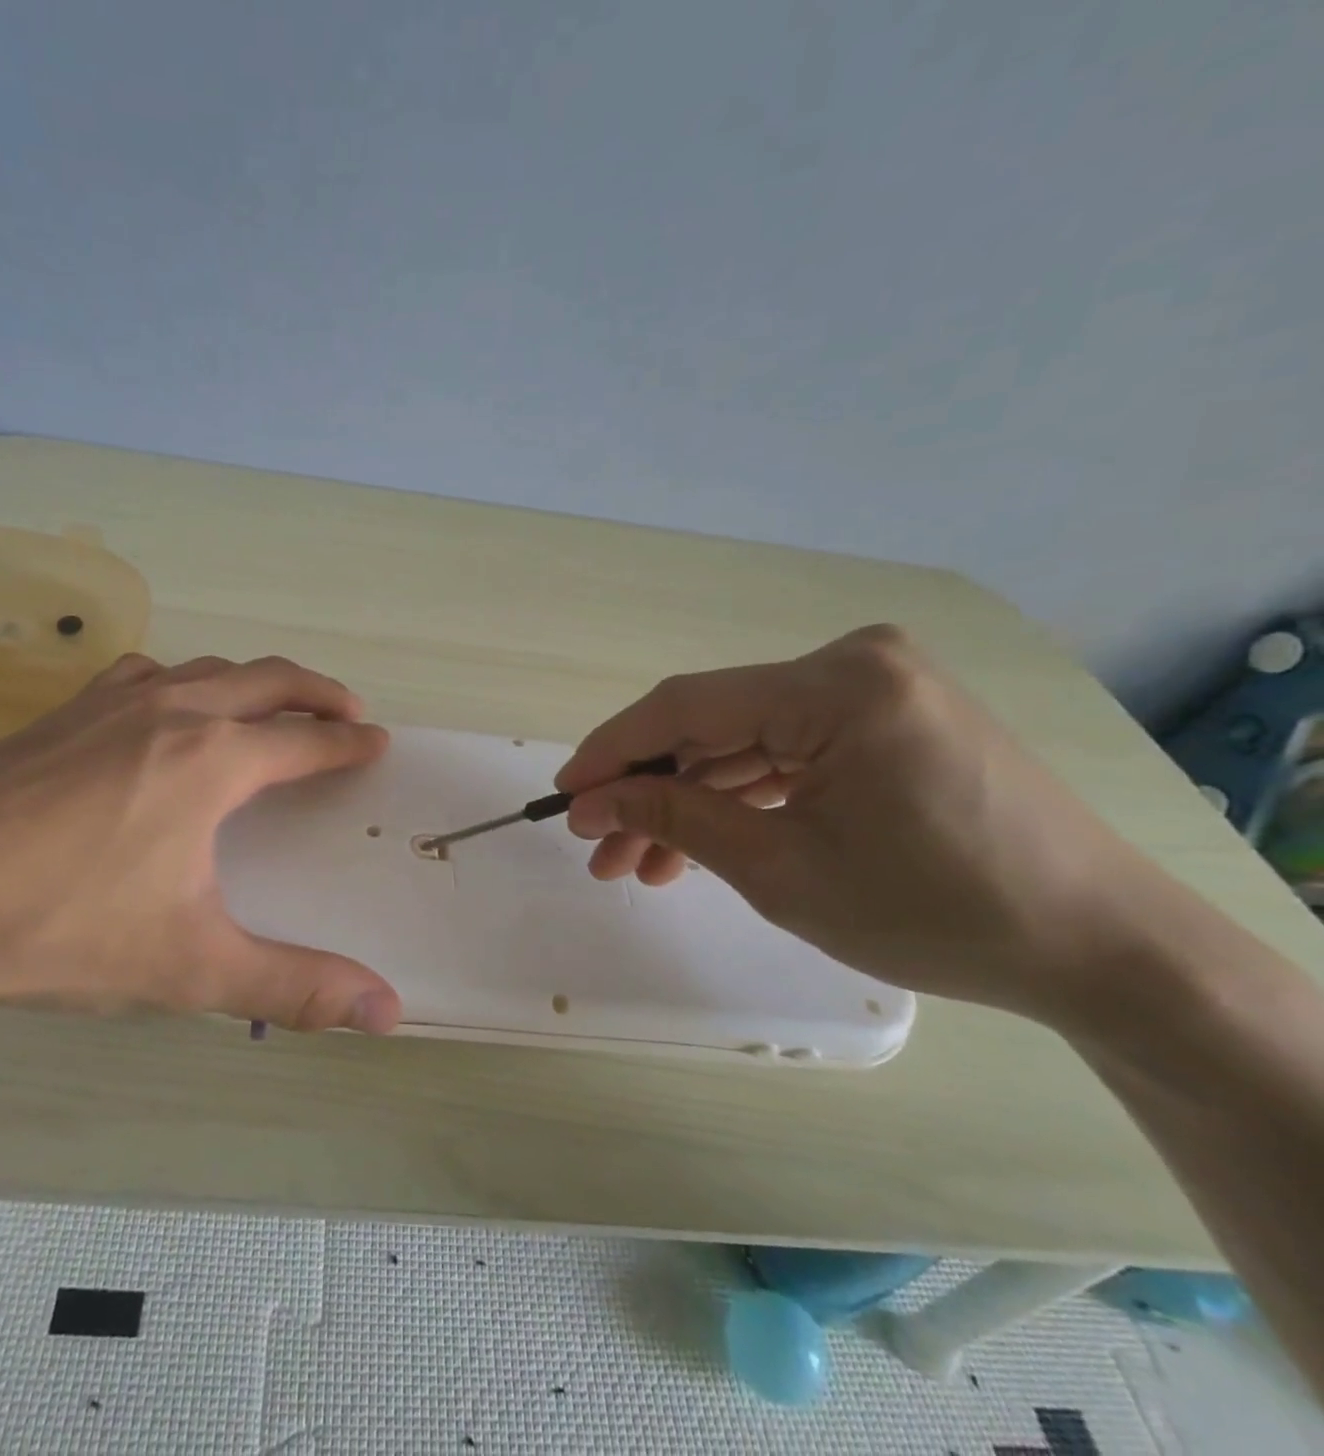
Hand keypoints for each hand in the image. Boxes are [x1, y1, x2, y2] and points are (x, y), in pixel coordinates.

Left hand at [0, 654, 402, 1033]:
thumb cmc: (58, 927)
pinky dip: (182, 679)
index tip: (378, 743)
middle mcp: (171, 711)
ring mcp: (110, 703)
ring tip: (272, 706)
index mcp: (212, 760)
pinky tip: (165, 708)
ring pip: (205, 669)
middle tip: (349, 710)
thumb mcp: (189, 967)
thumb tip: (387, 1011)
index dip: (348, 743)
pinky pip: (145, 674)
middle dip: (317, 692)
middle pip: (266, 681)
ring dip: (253, 681)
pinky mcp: (61, 713)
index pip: (305, 740)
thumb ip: (295, 986)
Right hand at [556, 626, 1181, 1030]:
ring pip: (742, 745)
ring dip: (689, 802)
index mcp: (837, 687)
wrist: (1100, 949)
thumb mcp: (780, 870)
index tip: (563, 797)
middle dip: (649, 792)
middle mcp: (853, 664)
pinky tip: (698, 845)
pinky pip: (786, 753)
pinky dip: (739, 798)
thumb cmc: (937, 912)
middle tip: (598, 850)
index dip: (611, 752)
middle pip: (712, 726)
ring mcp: (874, 688)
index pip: (685, 706)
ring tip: (639, 865)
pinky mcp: (885, 719)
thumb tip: (594, 801)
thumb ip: (676, 818)